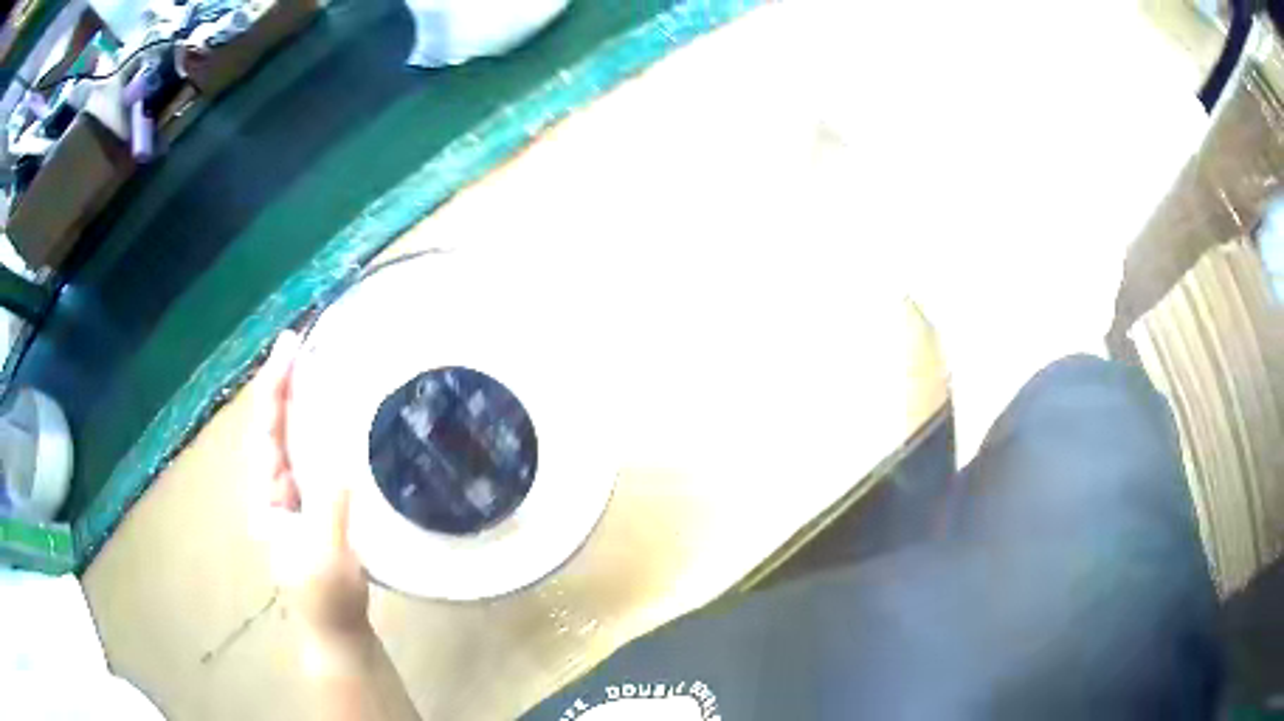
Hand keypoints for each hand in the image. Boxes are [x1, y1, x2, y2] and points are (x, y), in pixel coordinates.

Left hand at [254, 331, 371, 645]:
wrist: (335, 630)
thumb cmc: (327, 598)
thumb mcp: (328, 556)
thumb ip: (328, 508)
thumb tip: (338, 457)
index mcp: (266, 500)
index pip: (265, 433)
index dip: (274, 388)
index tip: (289, 347)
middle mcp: (272, 492)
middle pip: (271, 429)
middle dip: (280, 384)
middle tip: (298, 342)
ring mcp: (291, 499)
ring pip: (287, 441)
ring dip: (295, 402)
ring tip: (308, 365)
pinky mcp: (311, 507)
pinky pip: (306, 457)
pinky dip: (312, 429)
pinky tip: (325, 415)